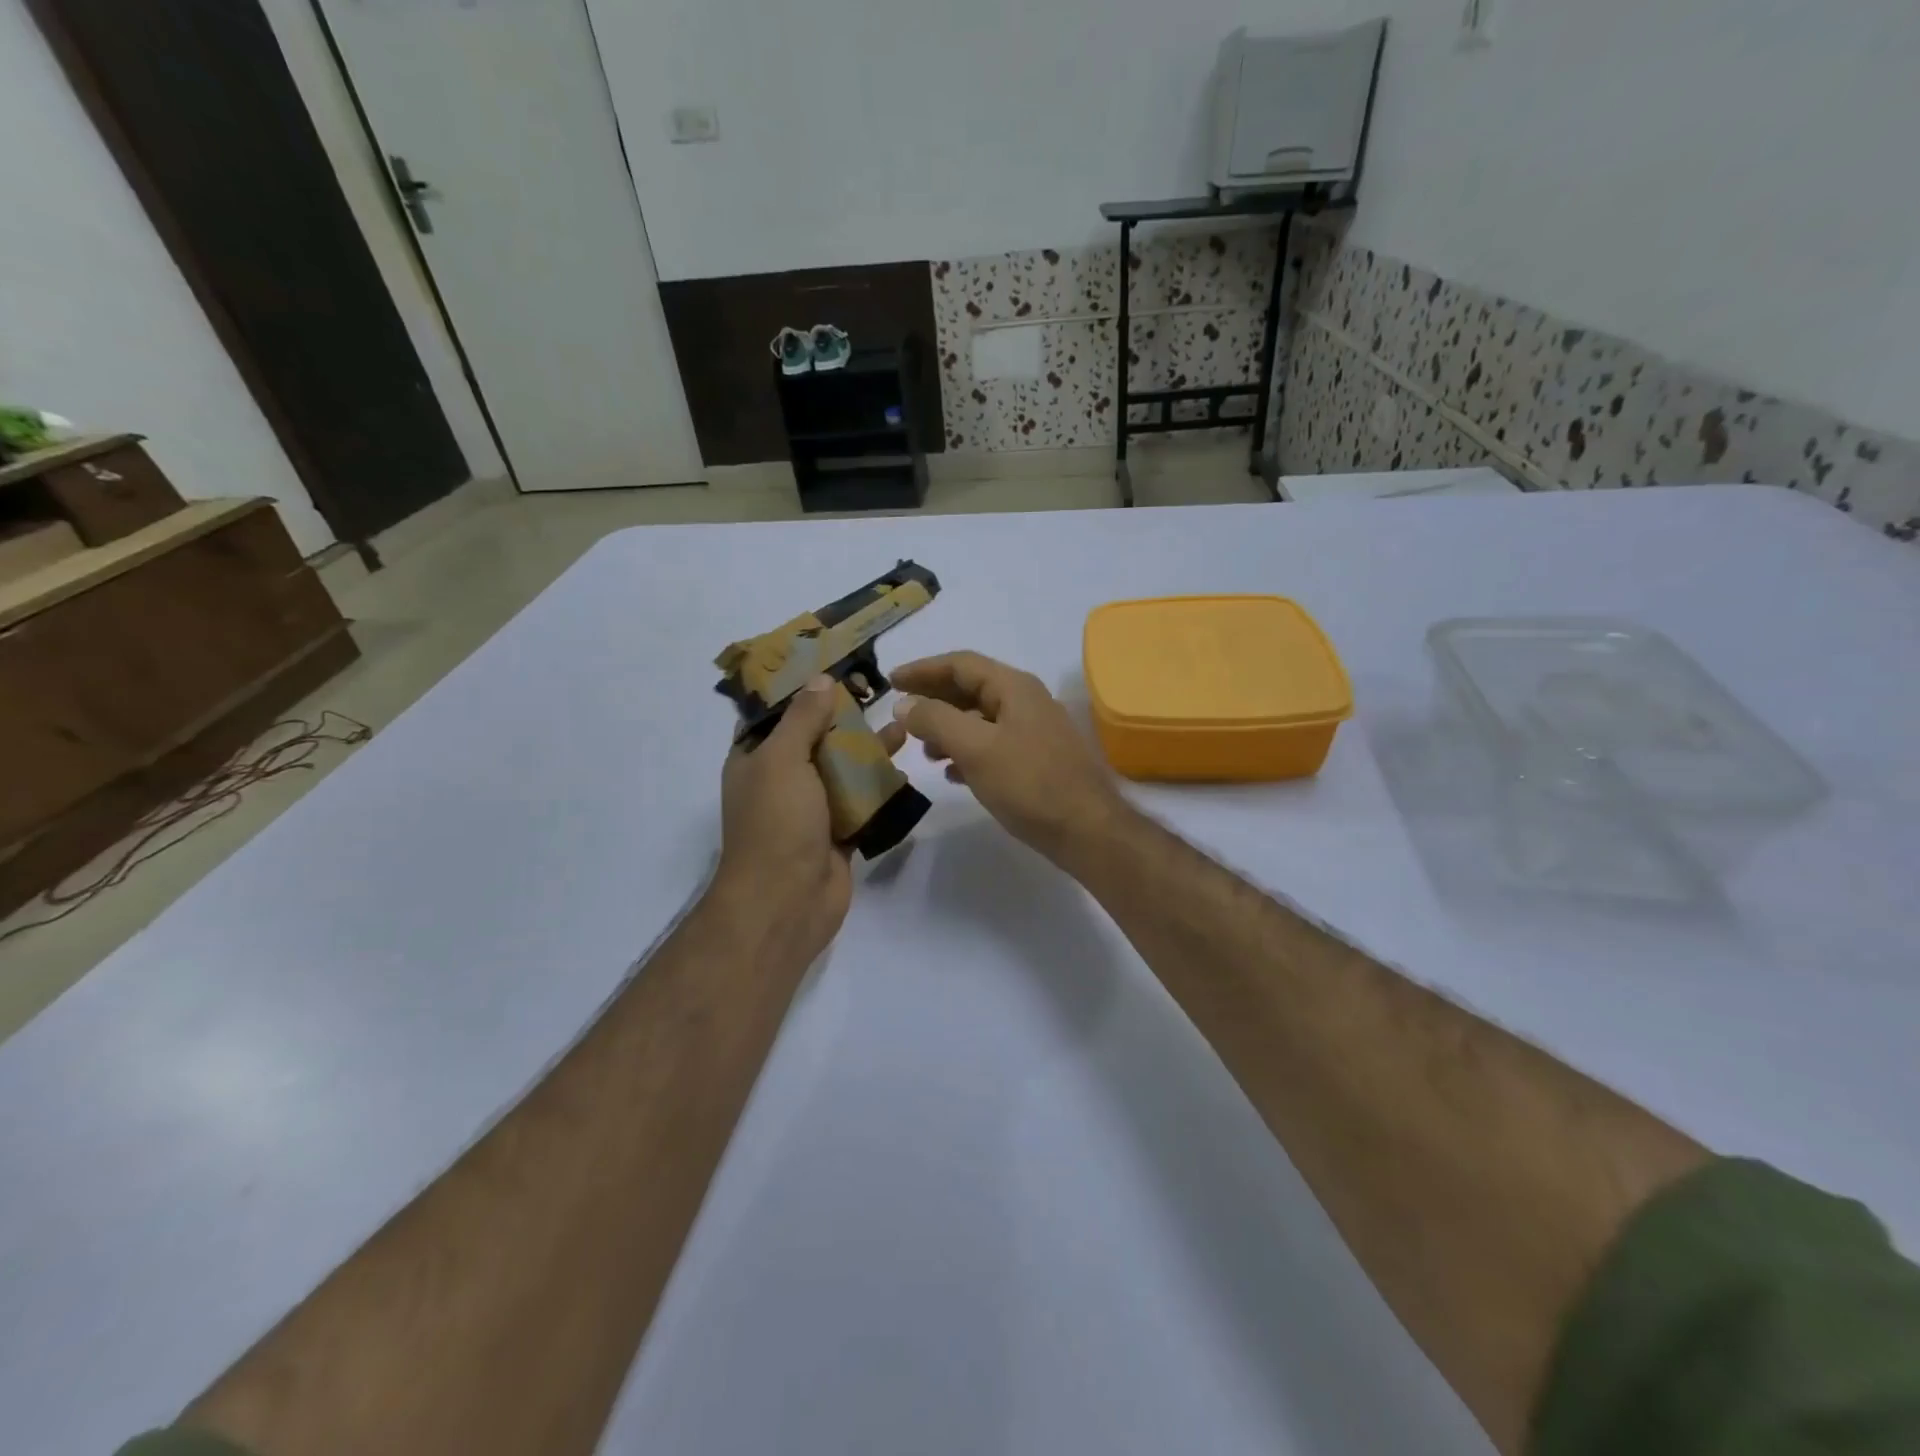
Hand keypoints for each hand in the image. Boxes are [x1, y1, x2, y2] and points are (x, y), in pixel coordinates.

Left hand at [713, 676, 906, 960]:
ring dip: (867, 750)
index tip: (832, 666)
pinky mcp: (838, 832)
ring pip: (842, 770)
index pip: (774, 715)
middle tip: (878, 692)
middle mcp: (781, 781)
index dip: (800, 690)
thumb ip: (803, 719)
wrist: (787, 901)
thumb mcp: (783, 760)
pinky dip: (879, 786)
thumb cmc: (777, 823)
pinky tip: (904, 768)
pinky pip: (861, 801)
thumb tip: (820, 681)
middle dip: (843, 718)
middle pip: (815, 739)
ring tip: (901, 726)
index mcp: (754, 760)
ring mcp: (811, 809)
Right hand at [892, 651, 1127, 866]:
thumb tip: (905, 703)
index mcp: (1014, 688)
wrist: (1086, 830)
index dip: (923, 669)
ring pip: (981, 720)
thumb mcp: (975, 748)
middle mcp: (1026, 702)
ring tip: (923, 751)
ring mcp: (1034, 732)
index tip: (890, 681)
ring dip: (948, 729)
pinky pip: (993, 746)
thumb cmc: (1029, 784)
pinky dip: (967, 753)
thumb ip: (936, 720)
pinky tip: (951, 774)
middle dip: (934, 700)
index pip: (961, 664)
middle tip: (900, 714)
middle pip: (971, 689)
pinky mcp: (1037, 761)